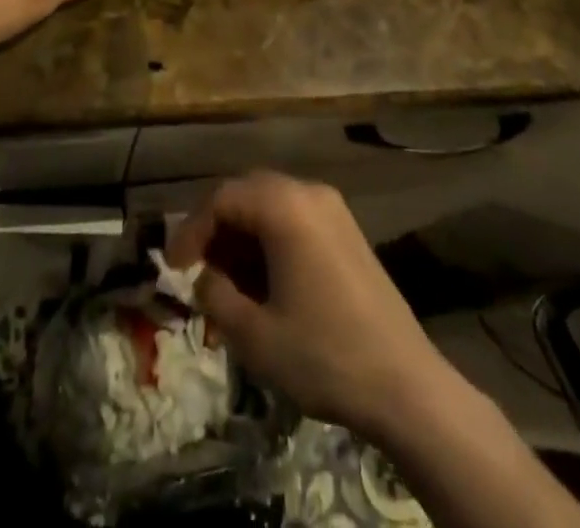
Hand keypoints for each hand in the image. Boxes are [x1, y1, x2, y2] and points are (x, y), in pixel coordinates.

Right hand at [166, 172, 447, 441]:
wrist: (407, 386)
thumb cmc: (325, 355)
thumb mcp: (255, 335)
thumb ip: (215, 297)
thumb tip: (203, 278)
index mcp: (285, 206)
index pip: (221, 199)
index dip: (191, 230)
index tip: (173, 268)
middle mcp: (308, 192)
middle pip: (246, 193)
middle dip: (216, 229)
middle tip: (197, 270)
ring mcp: (332, 209)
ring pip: (270, 205)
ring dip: (242, 235)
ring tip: (227, 282)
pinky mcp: (347, 230)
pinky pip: (295, 218)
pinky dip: (269, 239)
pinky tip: (263, 281)